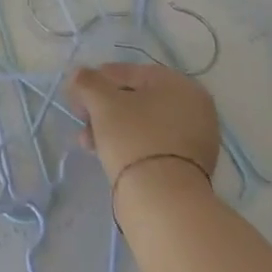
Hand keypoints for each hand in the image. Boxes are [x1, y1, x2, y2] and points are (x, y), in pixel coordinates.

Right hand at [69, 61, 219, 185]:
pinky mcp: (188, 166)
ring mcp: (195, 139)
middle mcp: (195, 108)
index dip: (98, 79)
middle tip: (81, 118)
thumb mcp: (102, 103)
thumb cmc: (133, 138)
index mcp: (181, 85)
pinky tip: (105, 154)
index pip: (131, 72)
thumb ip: (87, 82)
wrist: (162, 199)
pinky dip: (128, 144)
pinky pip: (151, 145)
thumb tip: (79, 74)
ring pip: (141, 124)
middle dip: (103, 108)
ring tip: (86, 142)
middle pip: (136, 99)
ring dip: (110, 127)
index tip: (76, 93)